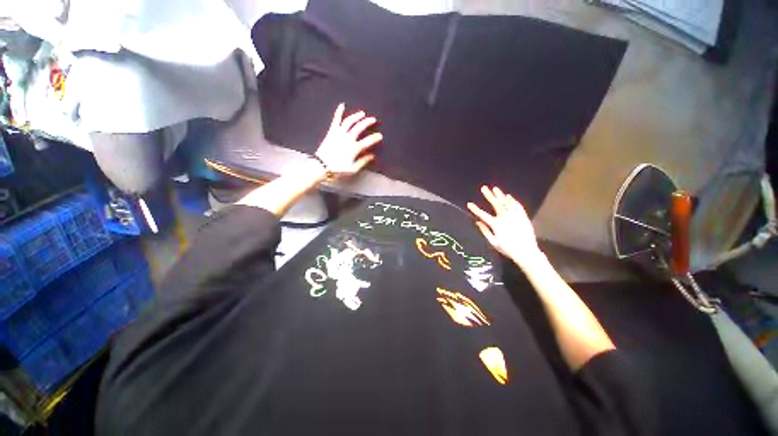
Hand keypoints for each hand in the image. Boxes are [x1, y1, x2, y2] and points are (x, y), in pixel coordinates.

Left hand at [315, 103, 382, 178]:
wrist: (322, 165)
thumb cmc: (338, 169)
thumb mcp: (353, 169)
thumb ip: (363, 161)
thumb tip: (372, 156)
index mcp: (355, 148)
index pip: (368, 141)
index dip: (375, 137)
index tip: (380, 136)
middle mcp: (348, 138)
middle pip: (360, 127)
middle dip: (368, 122)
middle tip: (373, 120)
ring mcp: (339, 133)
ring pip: (350, 121)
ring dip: (356, 116)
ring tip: (362, 113)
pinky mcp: (332, 131)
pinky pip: (336, 120)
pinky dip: (339, 112)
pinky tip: (342, 105)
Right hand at [467, 186, 542, 268]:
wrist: (527, 252)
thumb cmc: (508, 249)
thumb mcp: (493, 243)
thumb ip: (485, 231)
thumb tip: (477, 222)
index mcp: (496, 225)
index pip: (482, 215)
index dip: (475, 209)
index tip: (469, 204)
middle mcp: (505, 218)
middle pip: (495, 204)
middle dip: (489, 195)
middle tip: (484, 188)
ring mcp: (515, 216)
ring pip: (506, 203)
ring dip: (500, 195)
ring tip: (495, 189)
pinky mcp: (523, 217)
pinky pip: (517, 206)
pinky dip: (513, 201)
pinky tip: (509, 196)